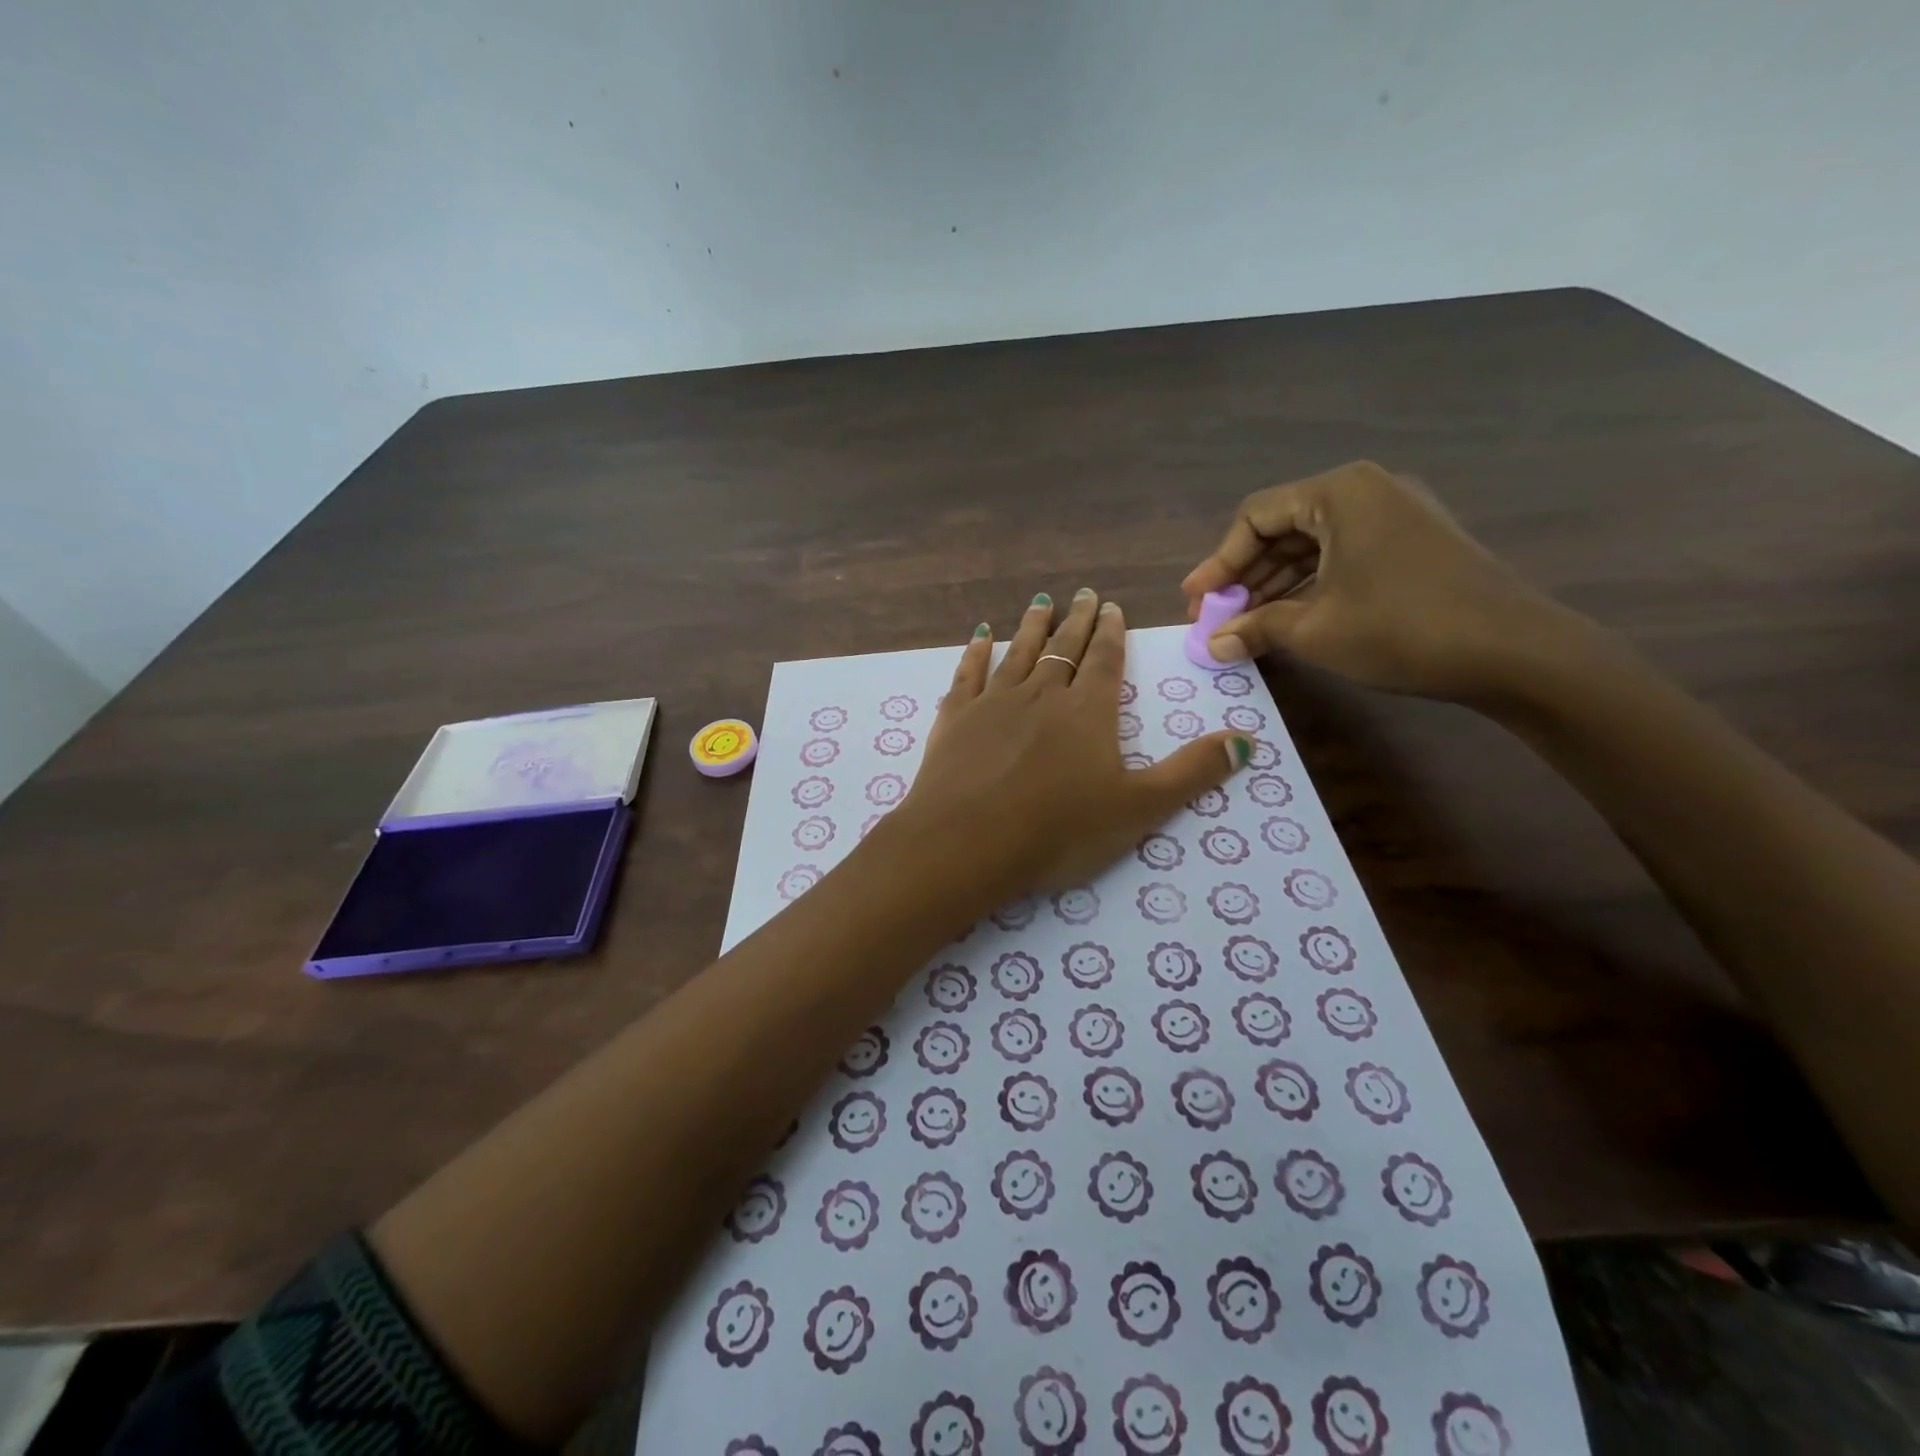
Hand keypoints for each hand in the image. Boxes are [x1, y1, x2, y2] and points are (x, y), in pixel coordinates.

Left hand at [892, 589, 1252, 900]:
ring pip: (1018, 653)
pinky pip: (968, 674)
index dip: (1111, 633)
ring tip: (1040, 602)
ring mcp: (993, 703)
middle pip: (1063, 648)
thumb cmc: (1059, 830)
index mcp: (1088, 711)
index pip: (1104, 661)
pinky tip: (979, 637)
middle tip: (1083, 594)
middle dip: (1076, 621)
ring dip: (1031, 626)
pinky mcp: (955, 718)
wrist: (968, 842)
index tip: (1111, 607)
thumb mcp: (1139, 808)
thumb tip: (1247, 740)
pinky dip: (975, 653)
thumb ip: (1192, 773)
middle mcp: (1042, 694)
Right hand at [1181, 460, 1579, 702]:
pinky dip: (1309, 587)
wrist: (1515, 651)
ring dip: (1273, 585)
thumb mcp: (1315, 630)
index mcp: (1340, 493)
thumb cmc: (1402, 629)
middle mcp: (1367, 491)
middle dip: (1243, 577)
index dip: (1217, 562)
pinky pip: (1341, 557)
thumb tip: (1212, 645)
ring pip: (1311, 545)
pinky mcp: (1411, 544)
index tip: (1195, 602)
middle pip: (1282, 528)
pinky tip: (1287, 620)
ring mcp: (1394, 516)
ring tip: (1244, 627)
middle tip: (1215, 619)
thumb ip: (1255, 629)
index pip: (1255, 517)